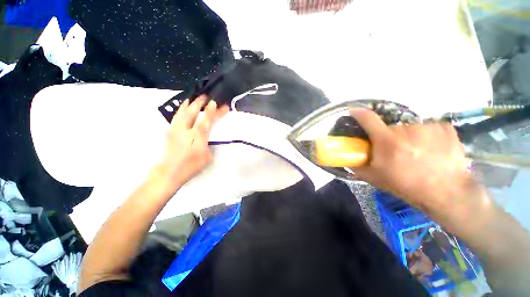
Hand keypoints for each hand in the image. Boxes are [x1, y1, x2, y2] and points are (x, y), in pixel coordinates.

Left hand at [152, 95, 228, 193]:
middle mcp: (185, 131)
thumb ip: (208, 145)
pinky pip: (176, 116)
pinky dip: (181, 110)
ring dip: (189, 104)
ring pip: (181, 112)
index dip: (211, 112)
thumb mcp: (207, 157)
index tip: (216, 103)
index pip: (206, 121)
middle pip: (192, 113)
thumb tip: (207, 138)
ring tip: (193, 98)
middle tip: (206, 96)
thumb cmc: (191, 166)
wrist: (169, 172)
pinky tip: (183, 108)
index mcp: (197, 138)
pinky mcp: (169, 131)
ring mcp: (175, 130)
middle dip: (199, 103)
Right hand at [350, 108, 484, 216]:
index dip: (358, 113)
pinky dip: (426, 136)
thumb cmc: (407, 186)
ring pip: (409, 129)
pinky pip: (427, 128)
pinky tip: (432, 150)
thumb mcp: (375, 178)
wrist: (447, 192)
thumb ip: (357, 166)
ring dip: (407, 138)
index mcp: (387, 141)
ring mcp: (427, 127)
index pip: (367, 119)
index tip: (353, 111)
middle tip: (393, 151)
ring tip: (415, 153)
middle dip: (387, 137)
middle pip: (389, 128)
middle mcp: (406, 129)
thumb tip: (346, 159)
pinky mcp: (444, 128)